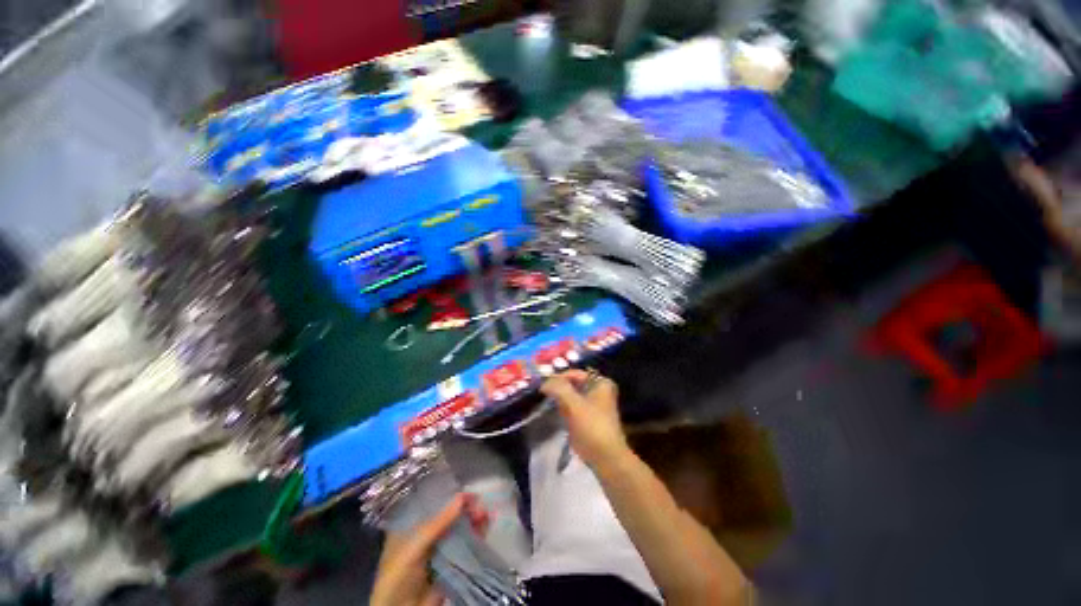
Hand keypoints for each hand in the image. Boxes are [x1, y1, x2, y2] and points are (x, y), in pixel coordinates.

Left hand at [370, 493, 488, 605]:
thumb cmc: (398, 577)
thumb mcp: (414, 547)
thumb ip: (438, 523)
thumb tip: (462, 497)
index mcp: (410, 527)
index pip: (432, 503)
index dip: (449, 495)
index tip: (466, 491)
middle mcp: (426, 534)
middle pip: (449, 514)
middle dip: (465, 508)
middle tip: (479, 505)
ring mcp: (439, 549)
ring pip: (460, 528)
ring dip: (473, 519)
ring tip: (485, 514)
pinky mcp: (452, 562)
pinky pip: (467, 544)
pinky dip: (477, 533)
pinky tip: (486, 525)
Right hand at [541, 370, 629, 469]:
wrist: (606, 458)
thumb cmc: (592, 427)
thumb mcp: (574, 404)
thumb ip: (559, 389)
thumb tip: (544, 382)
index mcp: (600, 382)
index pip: (574, 373)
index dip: (558, 378)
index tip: (543, 386)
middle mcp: (598, 390)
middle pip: (572, 384)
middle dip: (558, 388)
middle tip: (543, 393)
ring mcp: (593, 404)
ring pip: (571, 395)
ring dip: (559, 398)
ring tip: (547, 402)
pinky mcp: (587, 417)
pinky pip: (572, 407)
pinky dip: (563, 408)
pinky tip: (556, 412)